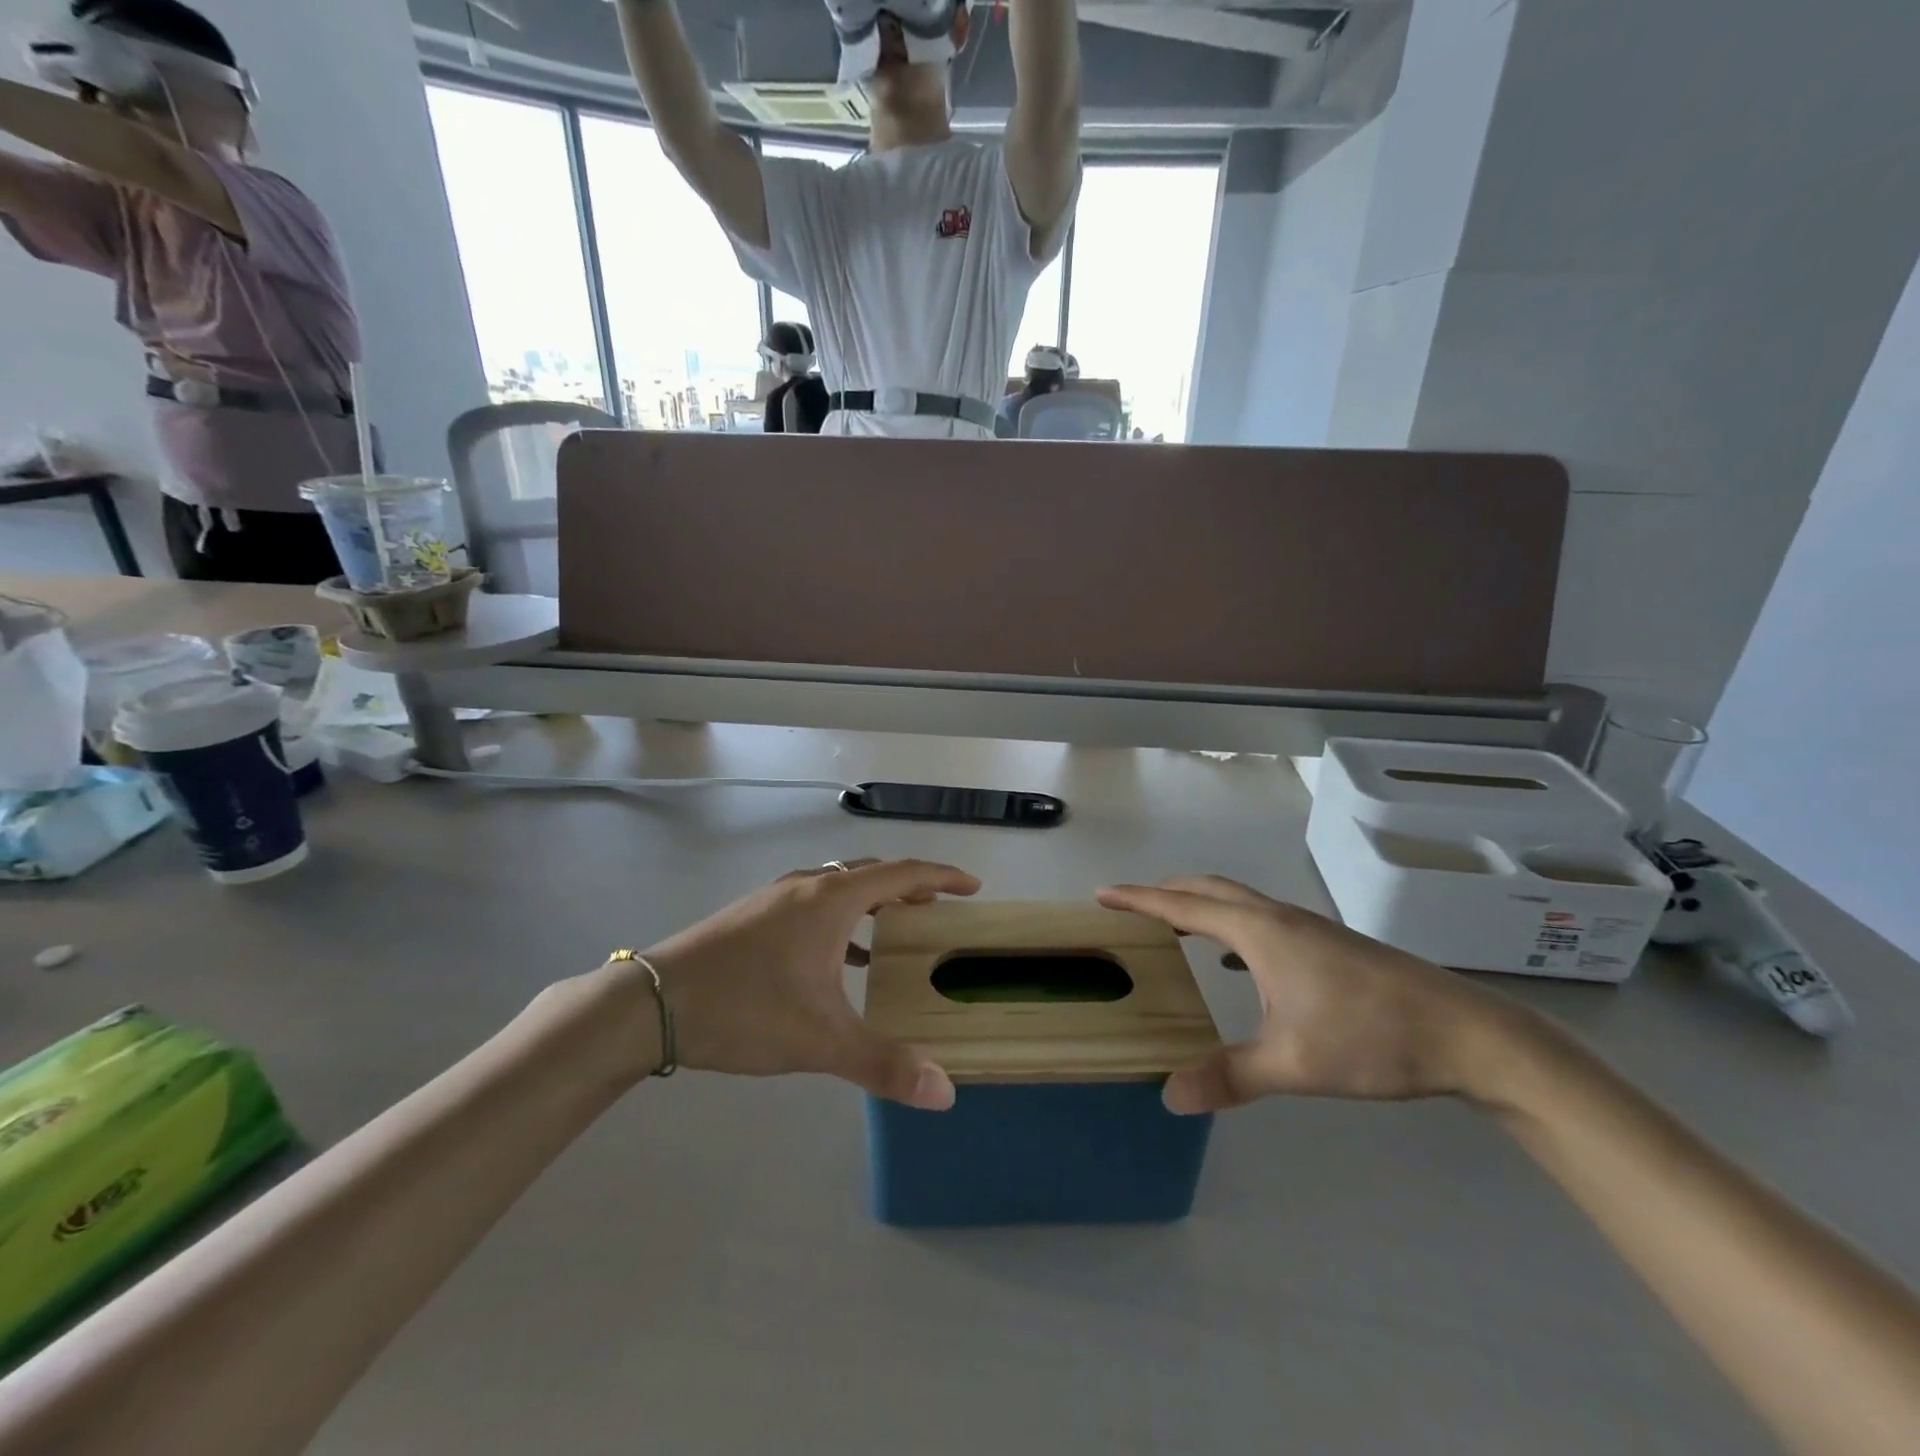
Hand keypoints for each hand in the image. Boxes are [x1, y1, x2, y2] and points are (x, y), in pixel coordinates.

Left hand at [638, 858, 980, 1109]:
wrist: (650, 1003)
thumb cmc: (745, 1009)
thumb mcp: (820, 1039)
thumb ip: (884, 1065)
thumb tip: (944, 1093)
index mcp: (833, 900)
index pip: (904, 873)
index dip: (943, 877)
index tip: (973, 886)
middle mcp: (807, 888)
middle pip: (872, 873)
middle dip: (910, 888)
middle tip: (939, 910)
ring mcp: (774, 899)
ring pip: (839, 887)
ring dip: (873, 903)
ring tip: (894, 933)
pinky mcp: (751, 916)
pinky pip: (813, 905)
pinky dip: (840, 921)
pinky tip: (837, 961)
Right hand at [1097, 876, 1520, 1113]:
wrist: (1466, 1034)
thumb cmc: (1371, 1037)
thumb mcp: (1293, 1063)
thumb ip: (1229, 1077)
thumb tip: (1169, 1096)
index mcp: (1260, 932)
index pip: (1183, 905)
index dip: (1139, 898)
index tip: (1102, 893)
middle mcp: (1279, 918)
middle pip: (1210, 889)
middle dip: (1167, 892)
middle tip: (1132, 906)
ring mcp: (1308, 929)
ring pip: (1239, 903)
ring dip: (1201, 906)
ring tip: (1175, 927)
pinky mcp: (1329, 945)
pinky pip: (1262, 921)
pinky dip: (1232, 928)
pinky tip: (1238, 966)